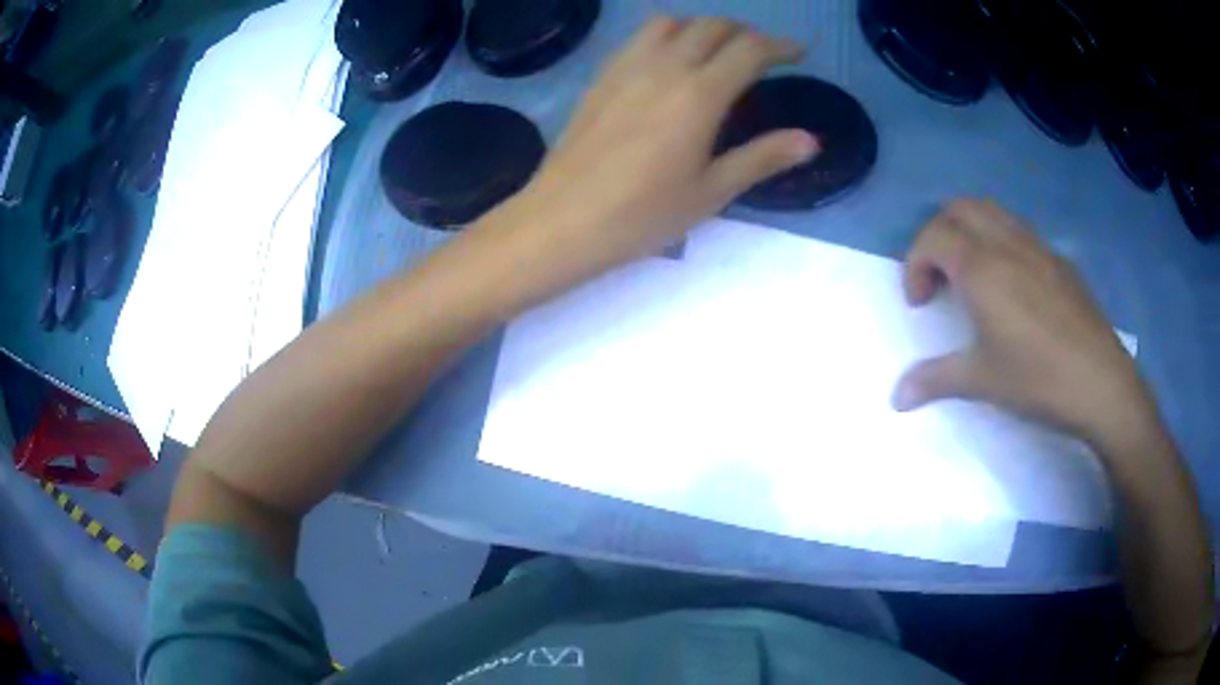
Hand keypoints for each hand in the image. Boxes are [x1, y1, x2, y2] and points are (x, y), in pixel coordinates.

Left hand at [484, 17, 818, 288]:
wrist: (563, 220)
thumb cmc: (642, 214)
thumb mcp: (711, 191)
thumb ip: (762, 157)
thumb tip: (811, 140)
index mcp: (700, 94)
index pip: (749, 50)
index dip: (780, 46)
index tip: (798, 53)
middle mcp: (665, 66)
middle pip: (712, 25)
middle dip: (744, 32)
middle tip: (759, 54)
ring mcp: (626, 66)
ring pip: (671, 22)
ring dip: (700, 28)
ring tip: (712, 53)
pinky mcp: (601, 76)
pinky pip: (638, 37)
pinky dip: (664, 36)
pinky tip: (666, 63)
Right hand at [891, 199, 1156, 449]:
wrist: (1101, 382)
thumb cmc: (1038, 378)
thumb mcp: (982, 381)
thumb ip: (934, 380)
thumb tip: (897, 397)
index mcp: (981, 267)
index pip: (933, 236)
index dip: (915, 264)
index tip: (919, 303)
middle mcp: (1006, 243)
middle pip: (959, 208)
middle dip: (938, 234)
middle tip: (939, 277)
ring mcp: (1037, 247)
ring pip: (991, 211)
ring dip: (970, 232)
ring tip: (972, 276)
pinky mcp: (1059, 260)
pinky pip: (1018, 230)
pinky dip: (1000, 241)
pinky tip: (1011, 287)